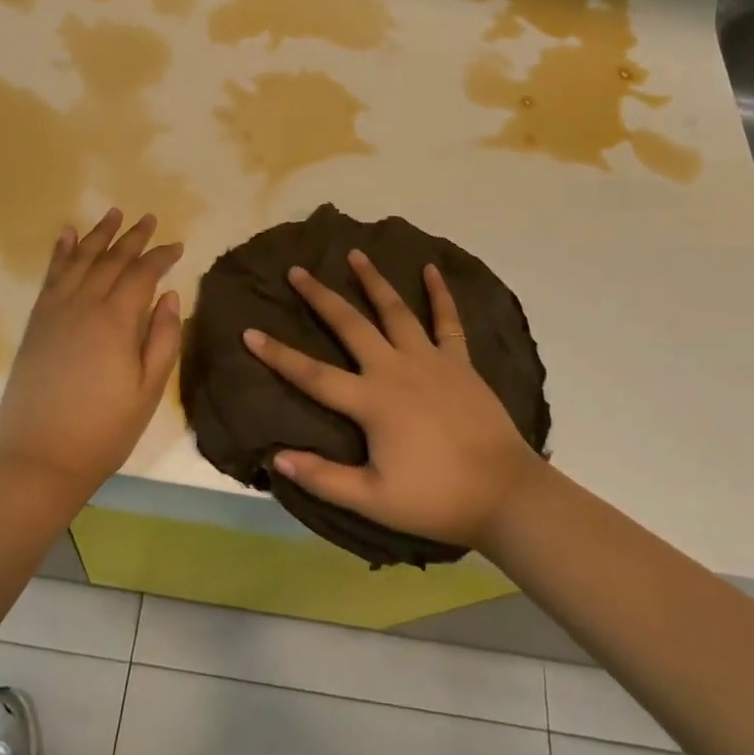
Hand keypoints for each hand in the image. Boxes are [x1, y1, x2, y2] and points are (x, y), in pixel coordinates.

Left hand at [0, 209, 182, 512]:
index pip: (143, 273)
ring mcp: (56, 311)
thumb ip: (163, 338)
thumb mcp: (148, 390)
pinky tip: (67, 235)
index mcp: (117, 320)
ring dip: (98, 235)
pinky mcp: (36, 323)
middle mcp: (85, 304)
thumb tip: (169, 295)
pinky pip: (50, 276)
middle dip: (134, 237)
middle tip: (149, 218)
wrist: (40, 460)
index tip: (177, 246)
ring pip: (81, 260)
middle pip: (112, 260)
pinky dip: (60, 252)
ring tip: (113, 213)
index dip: (162, 256)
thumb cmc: (104, 430)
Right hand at [245, 251, 547, 550]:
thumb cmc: (435, 498)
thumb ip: (324, 477)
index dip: (278, 354)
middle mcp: (395, 368)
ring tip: (354, 254)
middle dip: (320, 296)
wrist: (504, 494)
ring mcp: (430, 360)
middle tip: (297, 271)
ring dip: (373, 280)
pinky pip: (448, 321)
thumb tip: (276, 458)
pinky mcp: (459, 362)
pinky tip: (430, 269)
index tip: (249, 331)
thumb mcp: (373, 500)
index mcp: (371, 401)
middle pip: (350, 325)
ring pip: (395, 310)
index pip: (312, 374)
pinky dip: (440, 294)